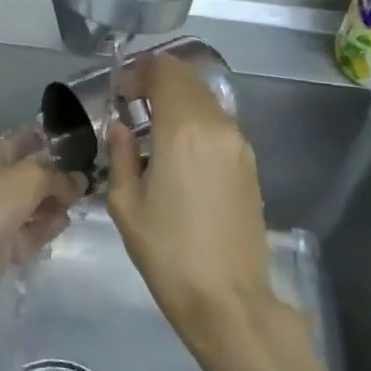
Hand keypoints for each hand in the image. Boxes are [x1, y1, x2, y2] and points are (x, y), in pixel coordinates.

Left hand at [0, 129, 82, 311]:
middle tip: (85, 179)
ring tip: (79, 202)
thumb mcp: (31, 178)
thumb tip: (80, 180)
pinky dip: (43, 228)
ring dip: (51, 204)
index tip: (73, 143)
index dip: (44, 140)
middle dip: (53, 178)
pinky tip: (63, 224)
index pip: (18, 141)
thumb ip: (59, 177)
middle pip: (26, 176)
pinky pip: (26, 233)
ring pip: (28, 205)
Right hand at [106, 53, 277, 346]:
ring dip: (179, 100)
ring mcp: (239, 145)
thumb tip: (121, 126)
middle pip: (189, 80)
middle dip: (159, 80)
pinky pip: (219, 124)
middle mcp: (217, 126)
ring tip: (153, 126)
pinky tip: (178, 149)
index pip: (166, 72)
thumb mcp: (127, 204)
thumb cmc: (167, 253)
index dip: (141, 71)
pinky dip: (197, 120)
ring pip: (207, 100)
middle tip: (133, 102)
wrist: (228, 299)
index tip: (121, 90)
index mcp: (183, 130)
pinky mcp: (249, 165)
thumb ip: (121, 154)